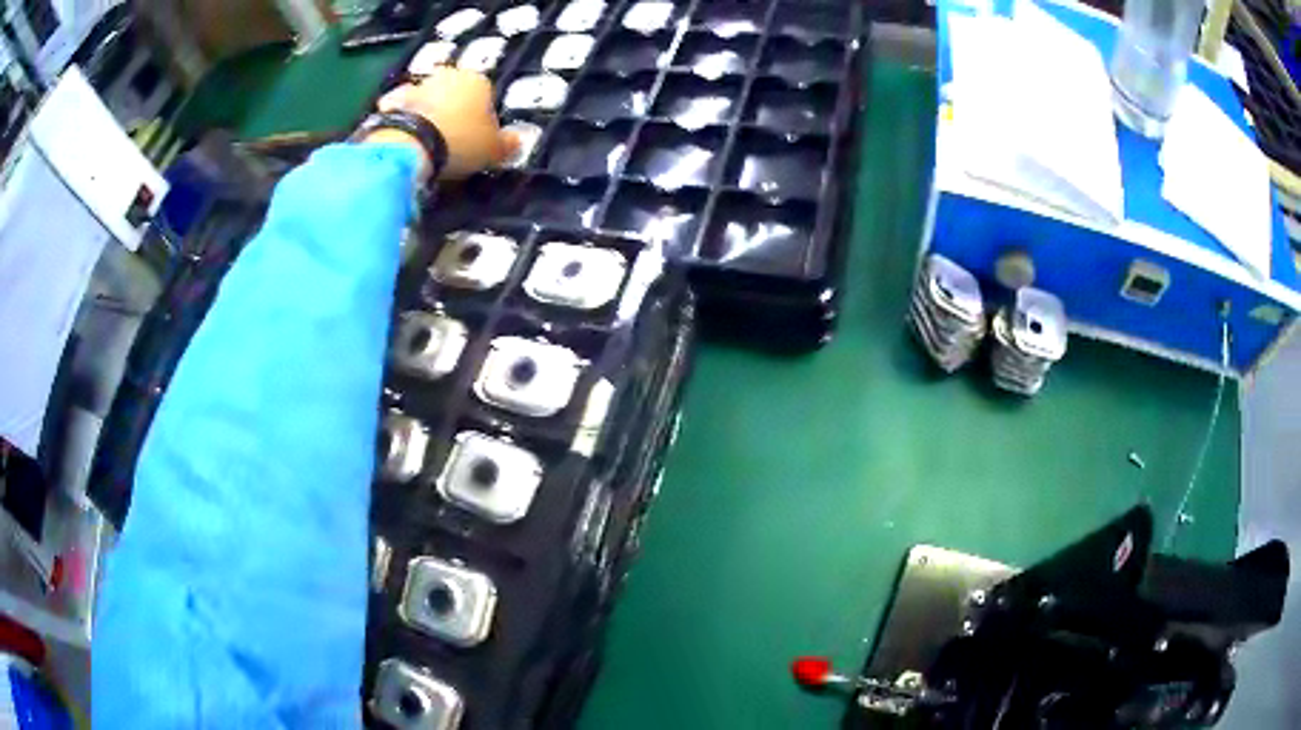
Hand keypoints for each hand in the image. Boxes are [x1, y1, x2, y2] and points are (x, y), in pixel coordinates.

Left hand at [373, 67, 518, 179]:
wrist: (409, 145)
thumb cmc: (461, 142)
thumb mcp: (494, 150)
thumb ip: (507, 145)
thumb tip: (516, 142)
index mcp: (478, 79)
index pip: (487, 96)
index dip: (484, 119)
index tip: (478, 141)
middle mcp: (447, 75)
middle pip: (454, 94)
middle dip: (453, 112)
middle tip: (452, 142)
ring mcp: (416, 86)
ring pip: (427, 100)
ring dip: (427, 115)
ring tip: (426, 145)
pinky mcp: (390, 102)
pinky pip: (400, 113)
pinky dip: (402, 123)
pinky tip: (403, 142)